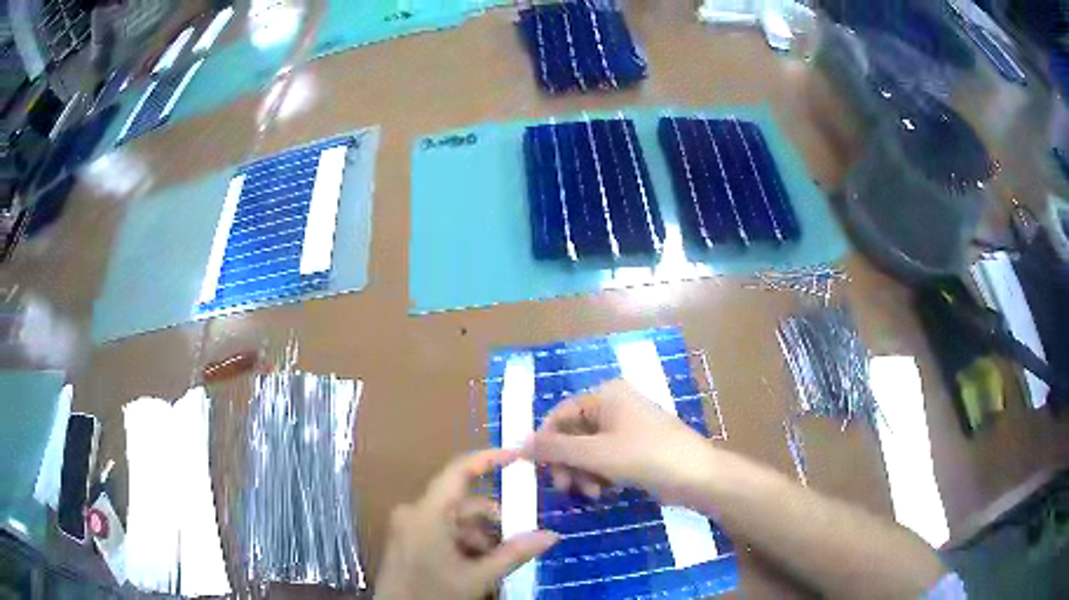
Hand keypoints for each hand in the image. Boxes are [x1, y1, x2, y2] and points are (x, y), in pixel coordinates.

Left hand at [375, 449, 558, 599]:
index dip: (489, 459)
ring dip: (479, 535)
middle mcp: (413, 511)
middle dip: (492, 521)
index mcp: (427, 513)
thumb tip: (552, 535)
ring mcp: (407, 525)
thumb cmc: (433, 594)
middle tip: (516, 542)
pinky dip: (462, 541)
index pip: (459, 471)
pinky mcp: (406, 538)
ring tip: (493, 563)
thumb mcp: (477, 577)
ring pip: (454, 518)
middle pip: (462, 502)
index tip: (518, 456)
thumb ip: (514, 554)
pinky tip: (473, 565)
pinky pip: (440, 529)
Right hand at [522, 379, 712, 504]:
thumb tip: (517, 445)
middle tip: (565, 489)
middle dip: (567, 463)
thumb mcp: (595, 454)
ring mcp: (627, 427)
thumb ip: (554, 449)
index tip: (534, 469)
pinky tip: (604, 492)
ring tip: (591, 494)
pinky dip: (600, 475)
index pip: (560, 414)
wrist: (697, 476)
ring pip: (588, 451)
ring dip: (583, 473)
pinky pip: (606, 459)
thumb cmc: (645, 456)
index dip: (544, 442)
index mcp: (605, 395)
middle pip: (573, 435)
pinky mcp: (637, 448)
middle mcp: (614, 406)